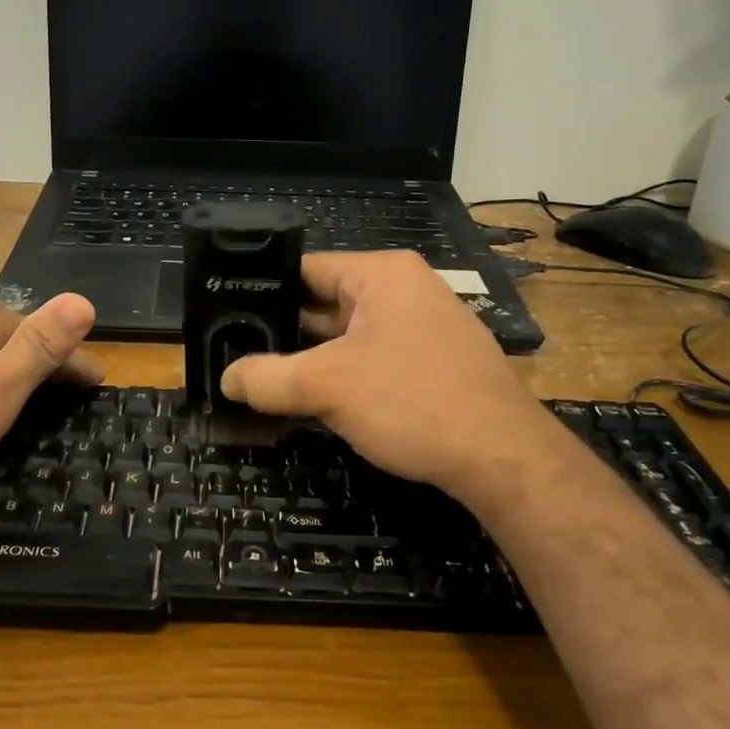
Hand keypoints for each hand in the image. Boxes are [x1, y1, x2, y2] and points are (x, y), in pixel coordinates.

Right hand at [220, 252, 551, 507]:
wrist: (503, 459)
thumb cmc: (412, 401)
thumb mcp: (327, 386)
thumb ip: (268, 378)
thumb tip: (226, 379)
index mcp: (382, 274)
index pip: (306, 268)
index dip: (263, 290)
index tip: (226, 314)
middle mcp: (405, 290)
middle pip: (326, 303)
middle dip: (285, 331)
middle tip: (237, 352)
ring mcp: (423, 328)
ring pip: (348, 336)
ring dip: (311, 359)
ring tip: (263, 379)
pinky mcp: (432, 364)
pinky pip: (372, 359)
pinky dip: (342, 376)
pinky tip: (312, 401)